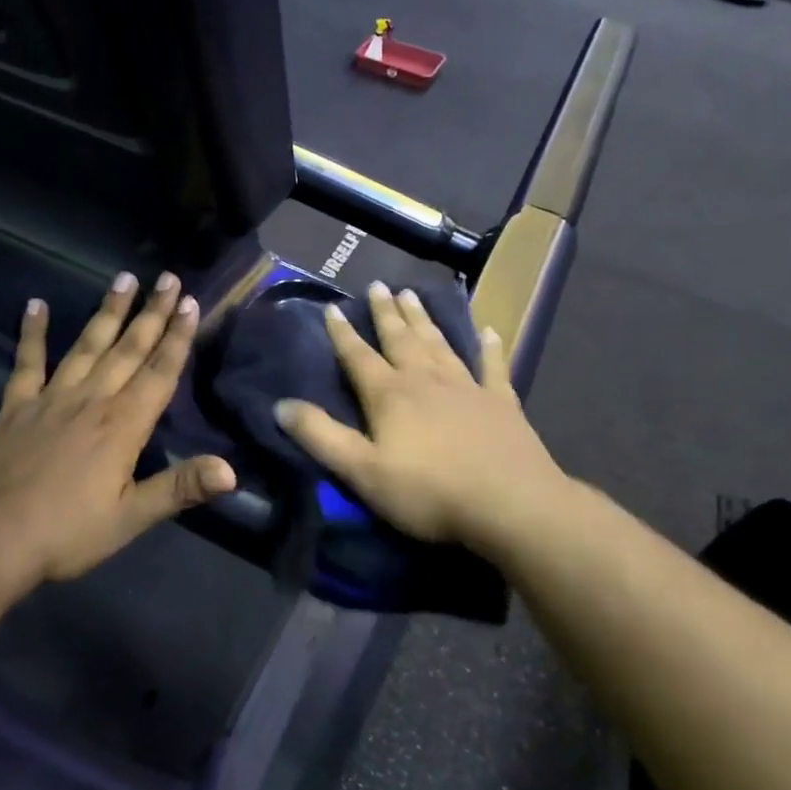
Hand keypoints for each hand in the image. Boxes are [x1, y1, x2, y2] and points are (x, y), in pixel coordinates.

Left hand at [0, 272, 235, 587]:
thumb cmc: (67, 533)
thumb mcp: (130, 518)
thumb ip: (180, 488)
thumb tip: (232, 471)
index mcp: (123, 425)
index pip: (159, 372)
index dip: (177, 337)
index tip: (189, 302)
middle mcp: (91, 400)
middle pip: (128, 348)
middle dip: (151, 313)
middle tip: (167, 277)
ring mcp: (51, 398)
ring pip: (87, 345)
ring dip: (107, 311)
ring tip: (123, 278)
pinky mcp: (16, 407)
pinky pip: (27, 362)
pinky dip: (32, 333)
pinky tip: (36, 305)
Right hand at [274, 282, 561, 547]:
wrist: (509, 504)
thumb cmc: (428, 491)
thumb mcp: (361, 471)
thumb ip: (321, 436)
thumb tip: (281, 405)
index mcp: (390, 395)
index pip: (358, 357)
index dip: (342, 334)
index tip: (332, 308)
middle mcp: (426, 380)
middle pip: (401, 339)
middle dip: (386, 313)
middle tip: (379, 285)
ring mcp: (467, 387)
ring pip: (439, 344)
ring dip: (424, 319)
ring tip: (413, 295)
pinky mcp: (501, 402)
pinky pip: (493, 366)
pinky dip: (490, 347)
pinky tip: (489, 331)